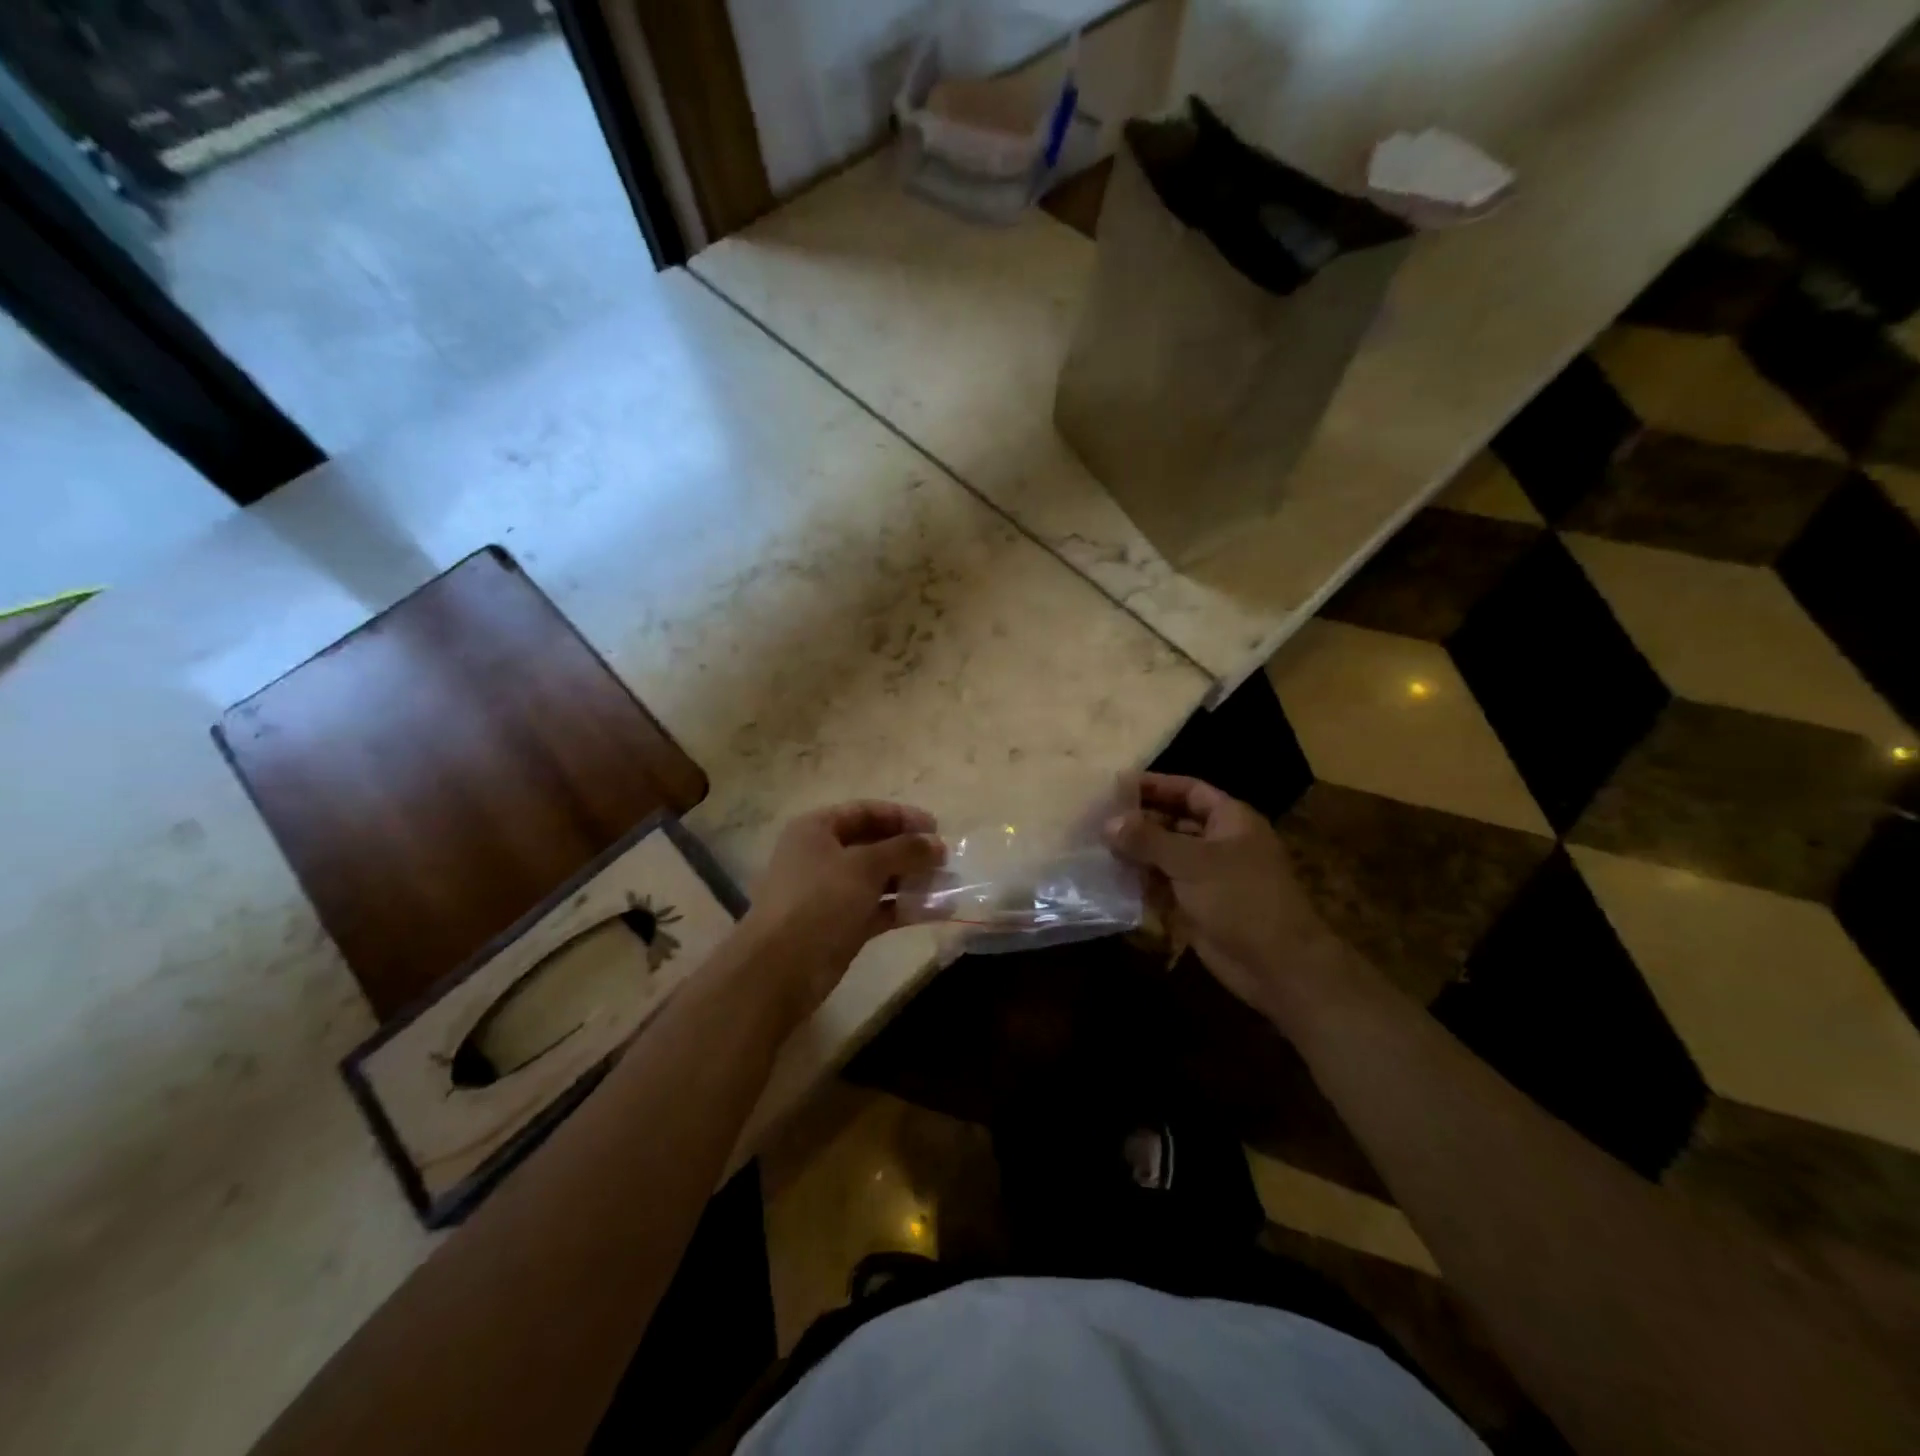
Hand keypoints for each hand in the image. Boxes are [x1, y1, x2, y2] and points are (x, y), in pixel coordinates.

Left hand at [738, 801, 944, 1023]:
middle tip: (945, 860)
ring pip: (878, 878)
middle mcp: (822, 855)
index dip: (902, 816)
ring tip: (948, 884)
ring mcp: (831, 892)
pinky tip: (937, 911)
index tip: (937, 828)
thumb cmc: (820, 901)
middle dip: (910, 850)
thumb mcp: (865, 866)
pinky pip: (879, 908)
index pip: (866, 811)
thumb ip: (905, 850)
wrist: (780, 969)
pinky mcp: (841, 924)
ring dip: (912, 880)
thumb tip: (938, 844)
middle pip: (874, 844)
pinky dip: (904, 907)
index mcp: (817, 829)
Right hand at [1106, 774, 1349, 1026]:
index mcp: (1230, 820)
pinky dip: (1141, 882)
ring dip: (1136, 853)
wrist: (1277, 966)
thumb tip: (1108, 822)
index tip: (1116, 785)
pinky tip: (1110, 879)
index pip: (1188, 790)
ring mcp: (1208, 876)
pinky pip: (1163, 886)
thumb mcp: (1192, 861)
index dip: (1155, 785)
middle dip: (1139, 821)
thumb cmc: (1241, 898)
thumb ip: (1148, 839)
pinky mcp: (1197, 906)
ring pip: (1165, 856)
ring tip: (1095, 846)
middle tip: (1097, 818)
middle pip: (1173, 822)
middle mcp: (1219, 843)